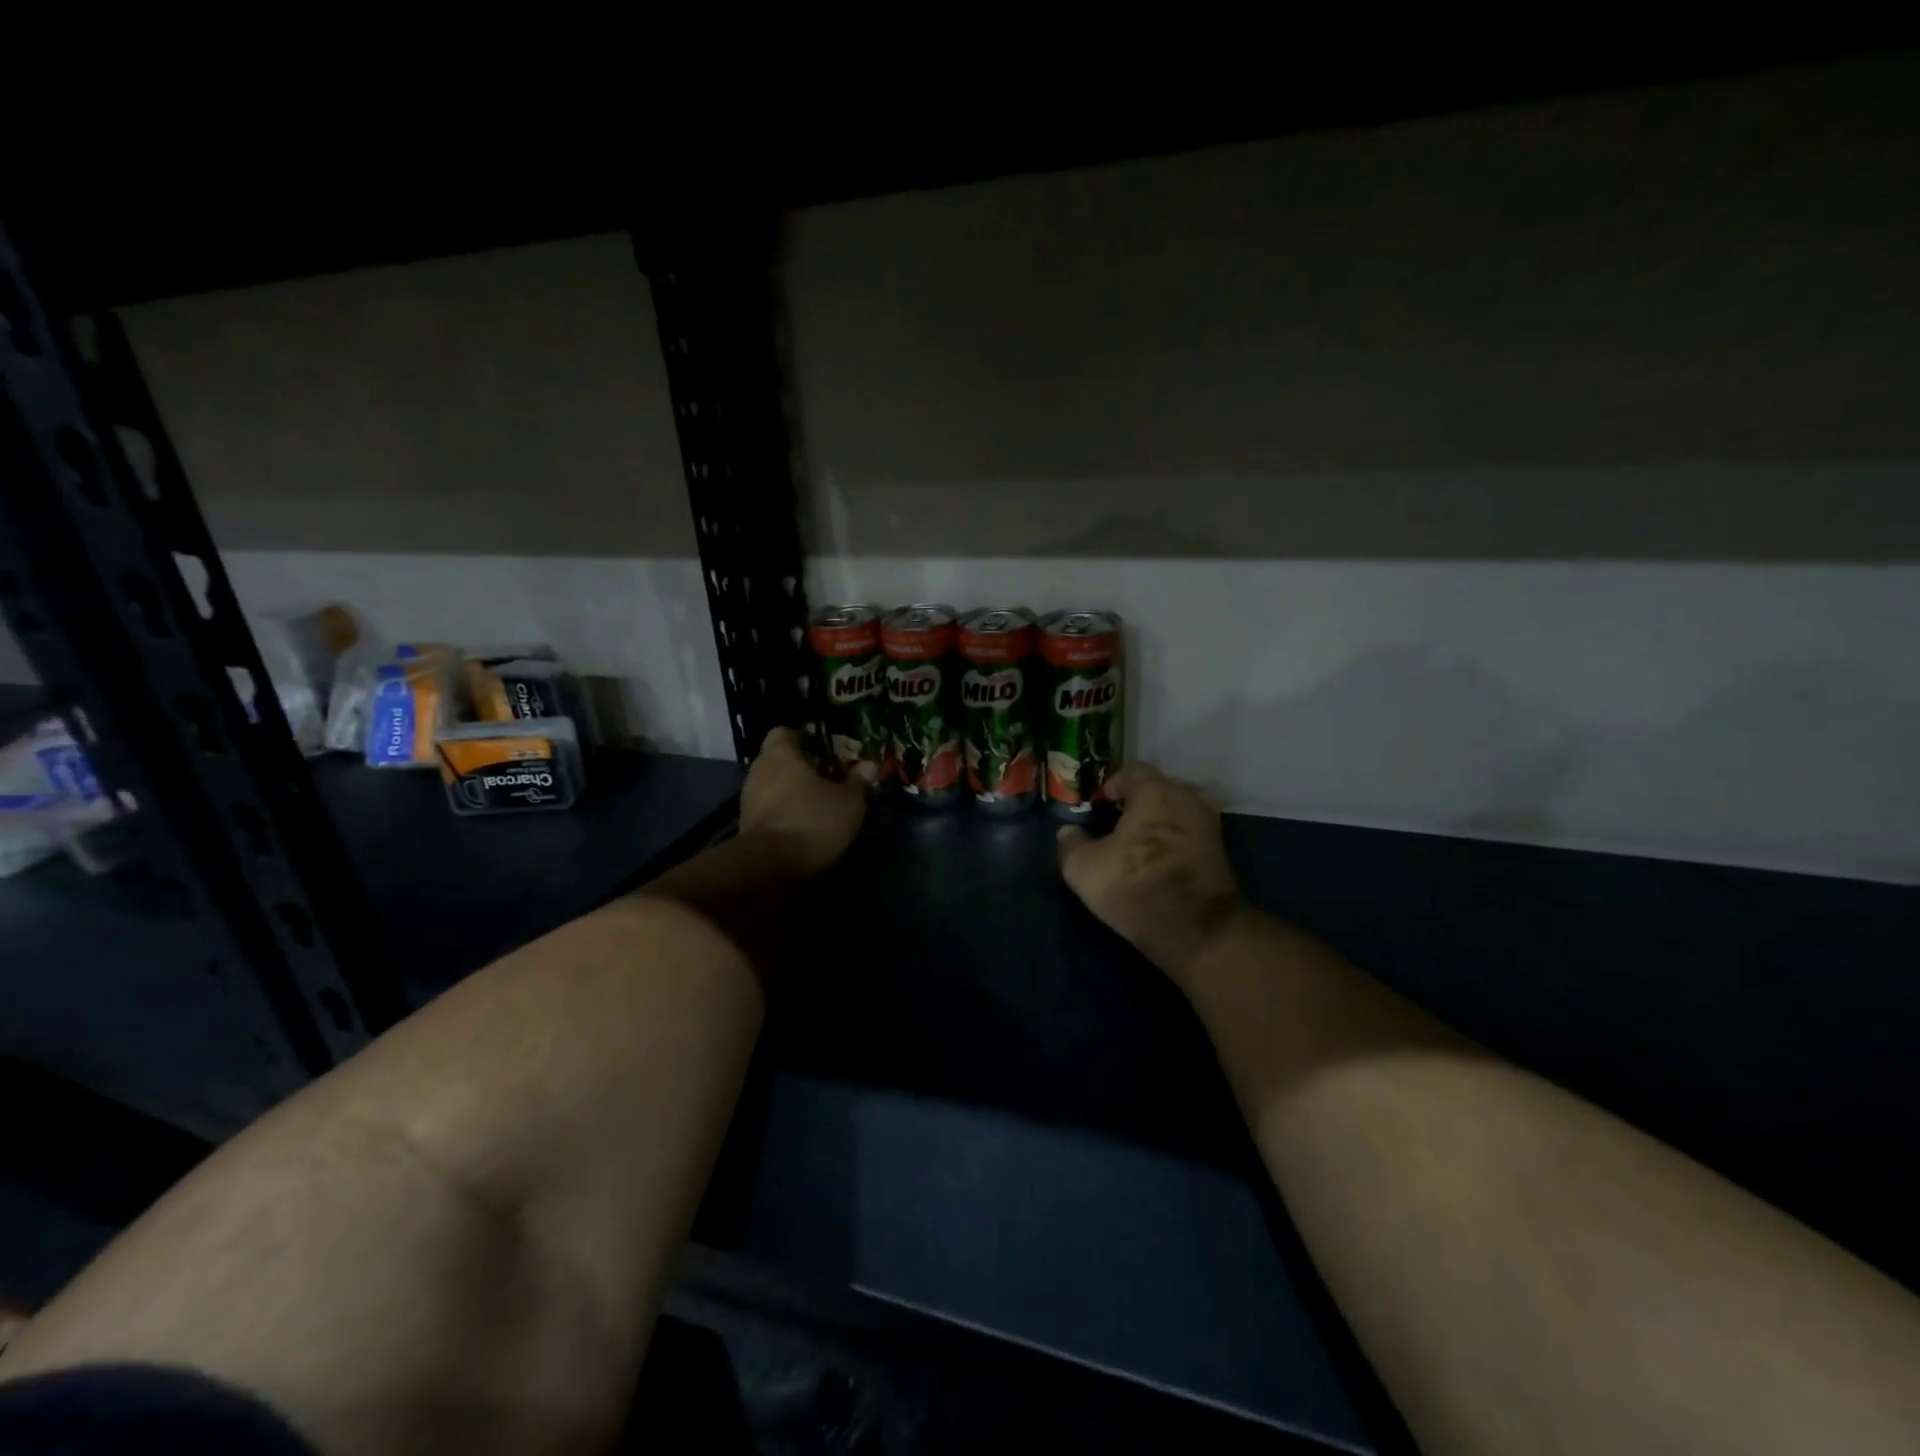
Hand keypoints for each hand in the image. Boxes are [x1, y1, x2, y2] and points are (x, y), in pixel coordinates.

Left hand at [738, 726, 869, 879]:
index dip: (805, 739)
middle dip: (802, 768)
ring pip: (774, 786)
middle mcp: (759, 770)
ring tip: (820, 805)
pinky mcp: (747, 826)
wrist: (769, 868)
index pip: (785, 732)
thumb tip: (869, 765)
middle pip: (780, 760)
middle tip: (829, 778)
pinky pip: (770, 810)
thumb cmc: (812, 821)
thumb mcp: (848, 802)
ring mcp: (748, 800)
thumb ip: (858, 782)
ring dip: (793, 793)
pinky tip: (805, 826)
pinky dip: (785, 814)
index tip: (826, 751)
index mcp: (781, 754)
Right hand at [1056, 764, 1244, 986]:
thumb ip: (1071, 844)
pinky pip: (1193, 834)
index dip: (1114, 785)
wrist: (1196, 929)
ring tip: (1141, 841)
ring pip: (1180, 811)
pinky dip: (1178, 840)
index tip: (1101, 803)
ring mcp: (1209, 825)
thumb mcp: (1084, 868)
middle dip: (1140, 801)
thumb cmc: (1134, 885)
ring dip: (1162, 820)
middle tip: (1120, 822)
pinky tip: (1161, 859)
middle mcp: (1187, 799)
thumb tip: (1068, 832)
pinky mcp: (1221, 853)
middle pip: (1161, 788)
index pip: (1134, 772)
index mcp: (1155, 792)